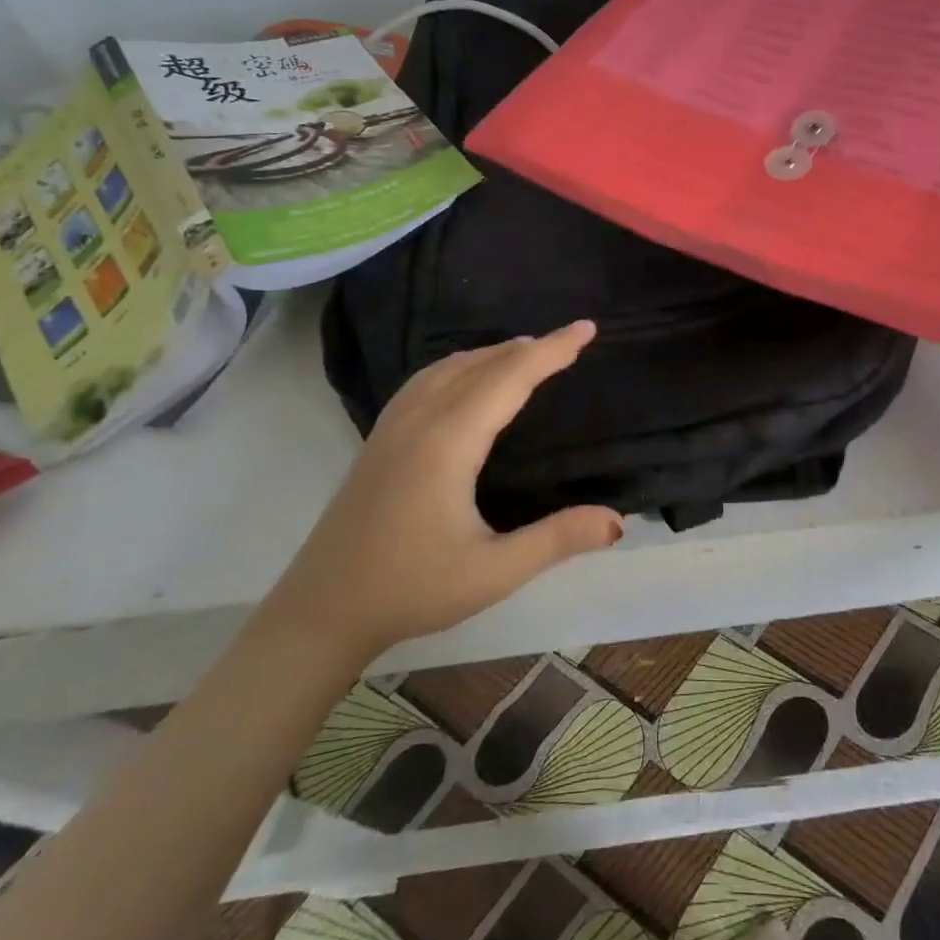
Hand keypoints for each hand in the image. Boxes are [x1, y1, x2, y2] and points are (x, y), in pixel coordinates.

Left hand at [268, 321, 622, 662]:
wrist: (320, 611)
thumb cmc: (411, 590)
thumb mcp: (493, 573)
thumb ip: (557, 539)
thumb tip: (618, 520)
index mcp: (449, 441)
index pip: (510, 377)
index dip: (552, 350)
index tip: (587, 328)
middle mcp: (420, 419)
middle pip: (482, 364)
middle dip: (531, 347)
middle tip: (571, 340)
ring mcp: (393, 425)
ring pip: (450, 366)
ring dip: (494, 352)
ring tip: (528, 351)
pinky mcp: (380, 438)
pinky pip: (427, 379)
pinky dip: (461, 364)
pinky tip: (466, 378)